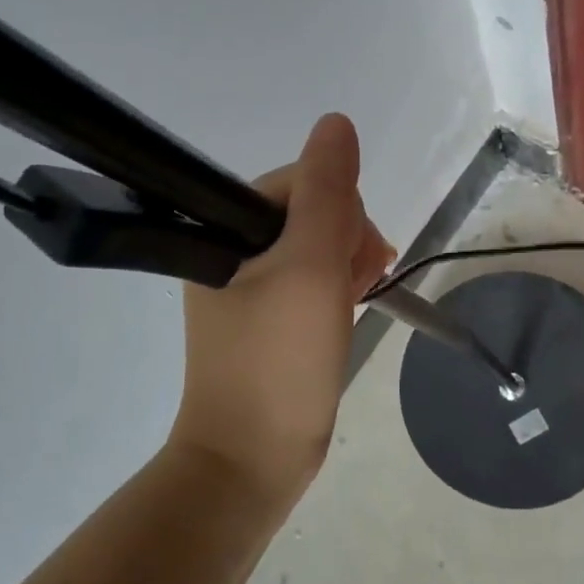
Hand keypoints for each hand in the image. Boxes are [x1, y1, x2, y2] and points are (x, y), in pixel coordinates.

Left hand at [171, 113, 393, 506]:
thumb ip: (326, 192)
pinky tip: (352, 303)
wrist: (253, 460)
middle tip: (357, 281)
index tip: (354, 254)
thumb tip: (337, 122)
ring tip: (359, 295)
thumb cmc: (280, 361)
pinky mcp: (264, 316)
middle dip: (344, 238)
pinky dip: (336, 284)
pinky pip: (308, 277)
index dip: (338, 209)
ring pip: (313, 245)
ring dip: (346, 261)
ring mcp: (245, 285)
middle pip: (307, 211)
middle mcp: (228, 250)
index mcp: (223, 230)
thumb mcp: (309, 267)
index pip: (298, 182)